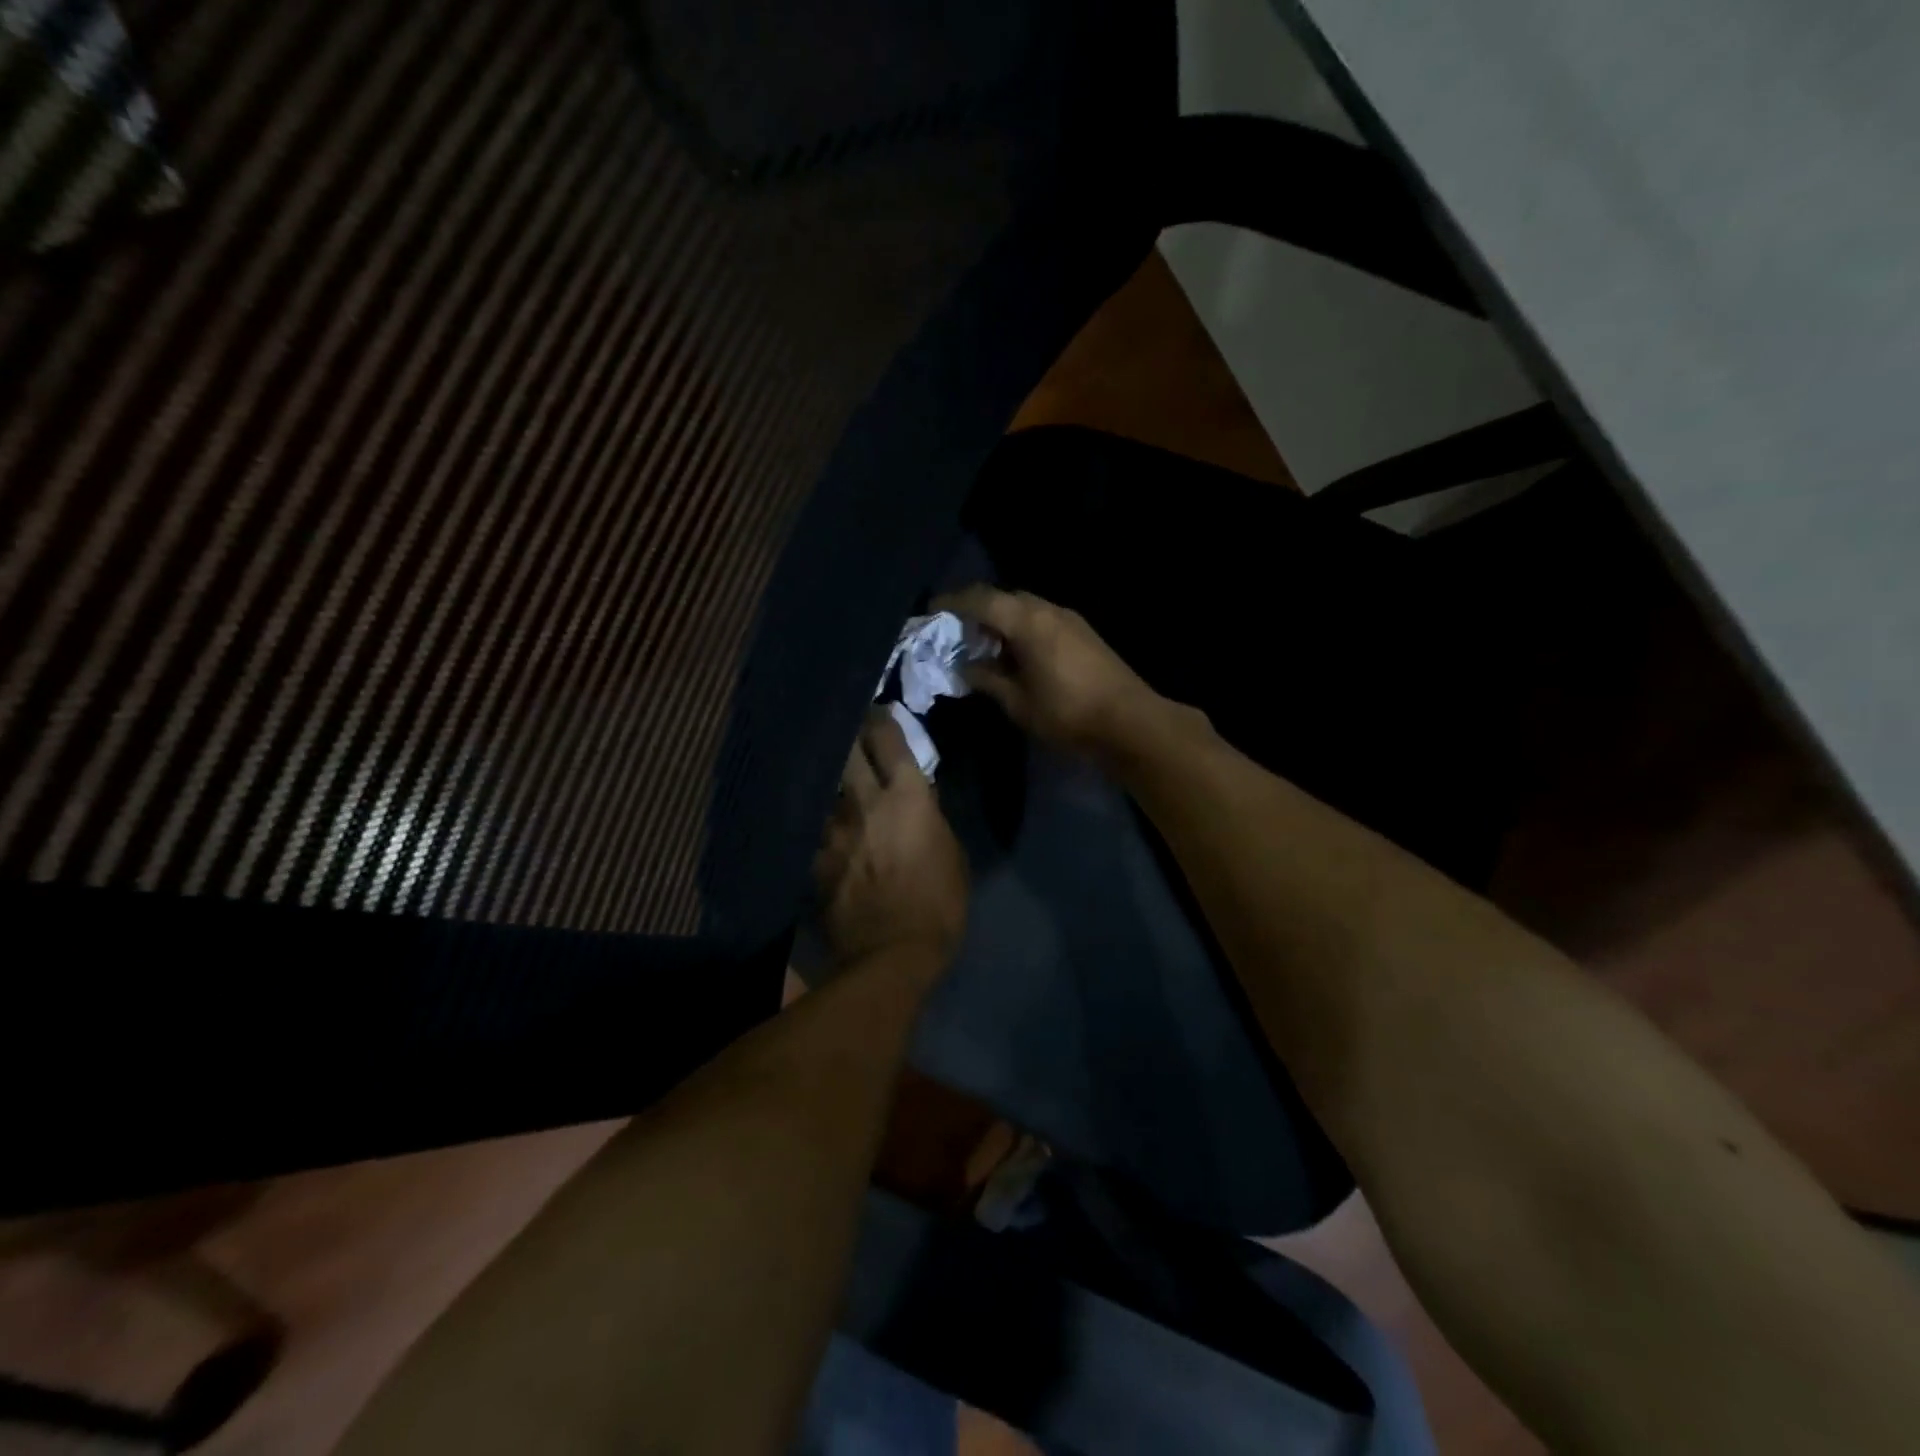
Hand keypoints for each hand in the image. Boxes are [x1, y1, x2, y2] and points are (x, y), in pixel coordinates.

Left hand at [813, 709, 968, 969]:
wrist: (892, 953)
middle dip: (846, 732)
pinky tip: (815, 820)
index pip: (888, 738)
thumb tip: (918, 798)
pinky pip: (813, 827)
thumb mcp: (952, 853)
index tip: (877, 711)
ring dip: (828, 775)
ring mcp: (833, 828)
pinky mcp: (814, 857)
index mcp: (907, 796)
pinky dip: (816, 819)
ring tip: (825, 768)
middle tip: (845, 726)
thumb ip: (930, 816)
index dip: (881, 719)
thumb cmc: (939, 903)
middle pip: (847, 749)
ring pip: (824, 784)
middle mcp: (865, 801)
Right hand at [933, 586, 1166, 759]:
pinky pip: (1041, 619)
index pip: (981, 600)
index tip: (931, 610)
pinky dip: (1020, 628)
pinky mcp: (1083, 633)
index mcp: (1029, 622)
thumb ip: (987, 679)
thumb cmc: (1068, 713)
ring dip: (1000, 620)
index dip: (952, 603)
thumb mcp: (1018, 702)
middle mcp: (1049, 610)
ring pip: (1025, 608)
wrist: (1129, 721)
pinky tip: (1014, 654)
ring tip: (982, 646)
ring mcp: (1070, 619)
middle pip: (1004, 598)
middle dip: (976, 610)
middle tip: (955, 632)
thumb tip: (964, 666)